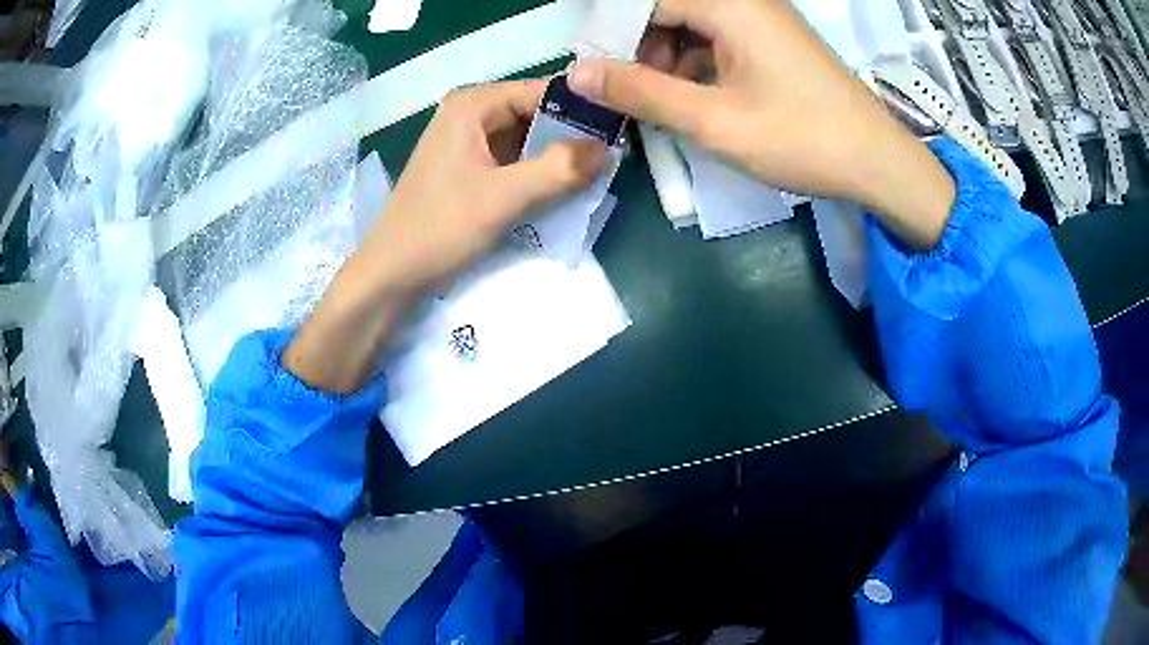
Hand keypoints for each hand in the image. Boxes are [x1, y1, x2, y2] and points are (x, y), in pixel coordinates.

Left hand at [284, 81, 607, 392]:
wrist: (390, 275)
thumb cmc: (438, 229)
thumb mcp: (503, 198)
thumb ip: (559, 170)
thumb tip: (610, 149)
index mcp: (473, 105)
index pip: (543, 91)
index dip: (583, 109)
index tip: (621, 131)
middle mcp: (469, 112)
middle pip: (536, 112)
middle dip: (572, 135)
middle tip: (614, 158)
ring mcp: (467, 140)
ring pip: (527, 138)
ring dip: (557, 156)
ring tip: (596, 174)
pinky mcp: (467, 166)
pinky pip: (513, 158)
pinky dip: (537, 171)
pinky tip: (562, 188)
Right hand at [568, 0, 955, 247]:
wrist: (878, 162)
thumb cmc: (801, 139)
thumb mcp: (713, 120)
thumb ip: (642, 92)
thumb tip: (577, 73)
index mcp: (729, 5)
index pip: (647, 2)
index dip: (613, 34)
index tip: (597, 74)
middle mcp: (746, 1)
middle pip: (669, 9)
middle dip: (642, 47)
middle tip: (631, 93)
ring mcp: (764, 20)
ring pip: (693, 25)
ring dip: (669, 58)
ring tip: (665, 102)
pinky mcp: (776, 41)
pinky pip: (720, 39)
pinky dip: (698, 64)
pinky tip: (698, 98)